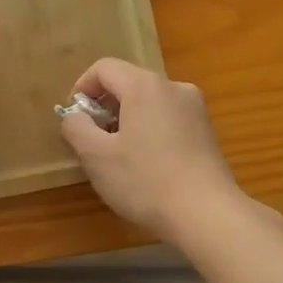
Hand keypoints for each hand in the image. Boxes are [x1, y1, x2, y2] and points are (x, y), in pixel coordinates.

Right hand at [59, 58, 243, 242]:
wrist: (207, 214)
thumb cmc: (145, 181)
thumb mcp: (96, 156)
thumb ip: (76, 127)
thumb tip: (75, 115)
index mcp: (145, 86)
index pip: (104, 68)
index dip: (82, 87)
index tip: (74, 118)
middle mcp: (174, 87)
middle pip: (129, 82)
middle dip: (105, 106)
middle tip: (93, 139)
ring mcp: (195, 109)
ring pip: (150, 102)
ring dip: (127, 119)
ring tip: (119, 154)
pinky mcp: (207, 131)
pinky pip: (169, 118)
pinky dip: (150, 130)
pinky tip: (147, 164)